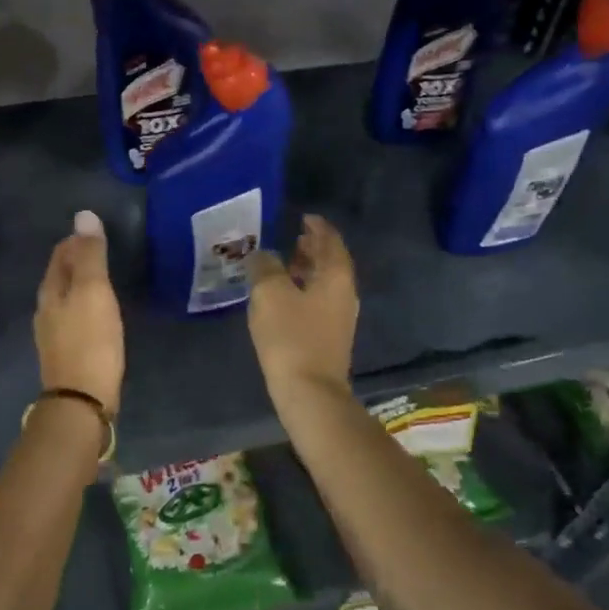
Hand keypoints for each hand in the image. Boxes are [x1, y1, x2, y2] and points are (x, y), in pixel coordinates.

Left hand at [34, 210, 124, 413]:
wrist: (82, 400)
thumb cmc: (90, 340)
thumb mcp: (93, 291)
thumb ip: (90, 256)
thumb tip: (84, 216)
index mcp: (50, 291)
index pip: (60, 255)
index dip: (75, 241)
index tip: (94, 232)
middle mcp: (46, 310)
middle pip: (59, 276)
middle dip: (76, 261)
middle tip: (100, 251)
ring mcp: (53, 334)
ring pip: (65, 299)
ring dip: (80, 285)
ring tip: (101, 280)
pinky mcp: (66, 354)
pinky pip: (73, 319)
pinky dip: (84, 308)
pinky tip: (98, 315)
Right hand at [246, 214, 357, 399]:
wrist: (309, 392)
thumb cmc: (291, 336)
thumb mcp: (270, 293)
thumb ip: (265, 267)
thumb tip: (263, 255)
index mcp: (336, 276)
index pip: (331, 240)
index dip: (318, 227)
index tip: (304, 217)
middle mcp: (344, 293)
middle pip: (331, 262)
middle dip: (313, 248)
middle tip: (292, 238)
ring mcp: (340, 317)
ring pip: (325, 283)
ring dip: (307, 270)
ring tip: (284, 265)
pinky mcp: (330, 337)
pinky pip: (319, 302)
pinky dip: (304, 290)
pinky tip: (284, 297)